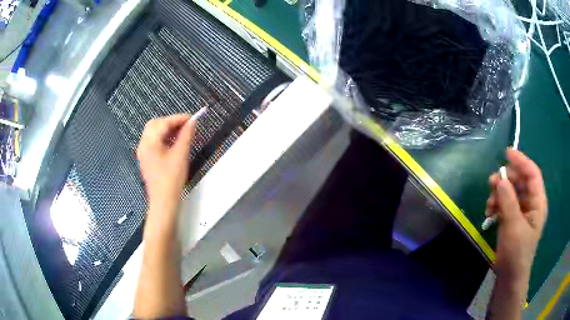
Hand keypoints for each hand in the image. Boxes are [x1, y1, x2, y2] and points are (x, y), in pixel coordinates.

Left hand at [137, 111, 201, 208]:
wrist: (164, 201)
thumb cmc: (171, 180)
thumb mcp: (181, 155)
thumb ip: (186, 136)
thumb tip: (192, 122)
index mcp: (149, 143)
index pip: (163, 123)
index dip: (178, 118)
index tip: (192, 118)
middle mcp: (143, 145)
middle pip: (155, 124)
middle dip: (170, 122)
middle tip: (185, 125)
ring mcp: (143, 153)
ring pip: (153, 132)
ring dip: (166, 129)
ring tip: (181, 133)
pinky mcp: (146, 159)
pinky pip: (153, 141)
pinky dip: (163, 138)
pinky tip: (173, 142)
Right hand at [486, 149, 547, 287]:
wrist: (509, 277)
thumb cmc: (516, 254)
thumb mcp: (513, 226)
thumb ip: (508, 201)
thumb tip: (500, 178)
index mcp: (538, 203)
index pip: (532, 174)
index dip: (521, 161)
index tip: (506, 153)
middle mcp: (531, 204)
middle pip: (521, 181)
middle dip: (506, 179)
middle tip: (491, 182)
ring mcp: (522, 212)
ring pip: (511, 192)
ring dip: (499, 193)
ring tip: (489, 203)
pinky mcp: (513, 219)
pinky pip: (505, 203)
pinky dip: (497, 204)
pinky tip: (489, 212)